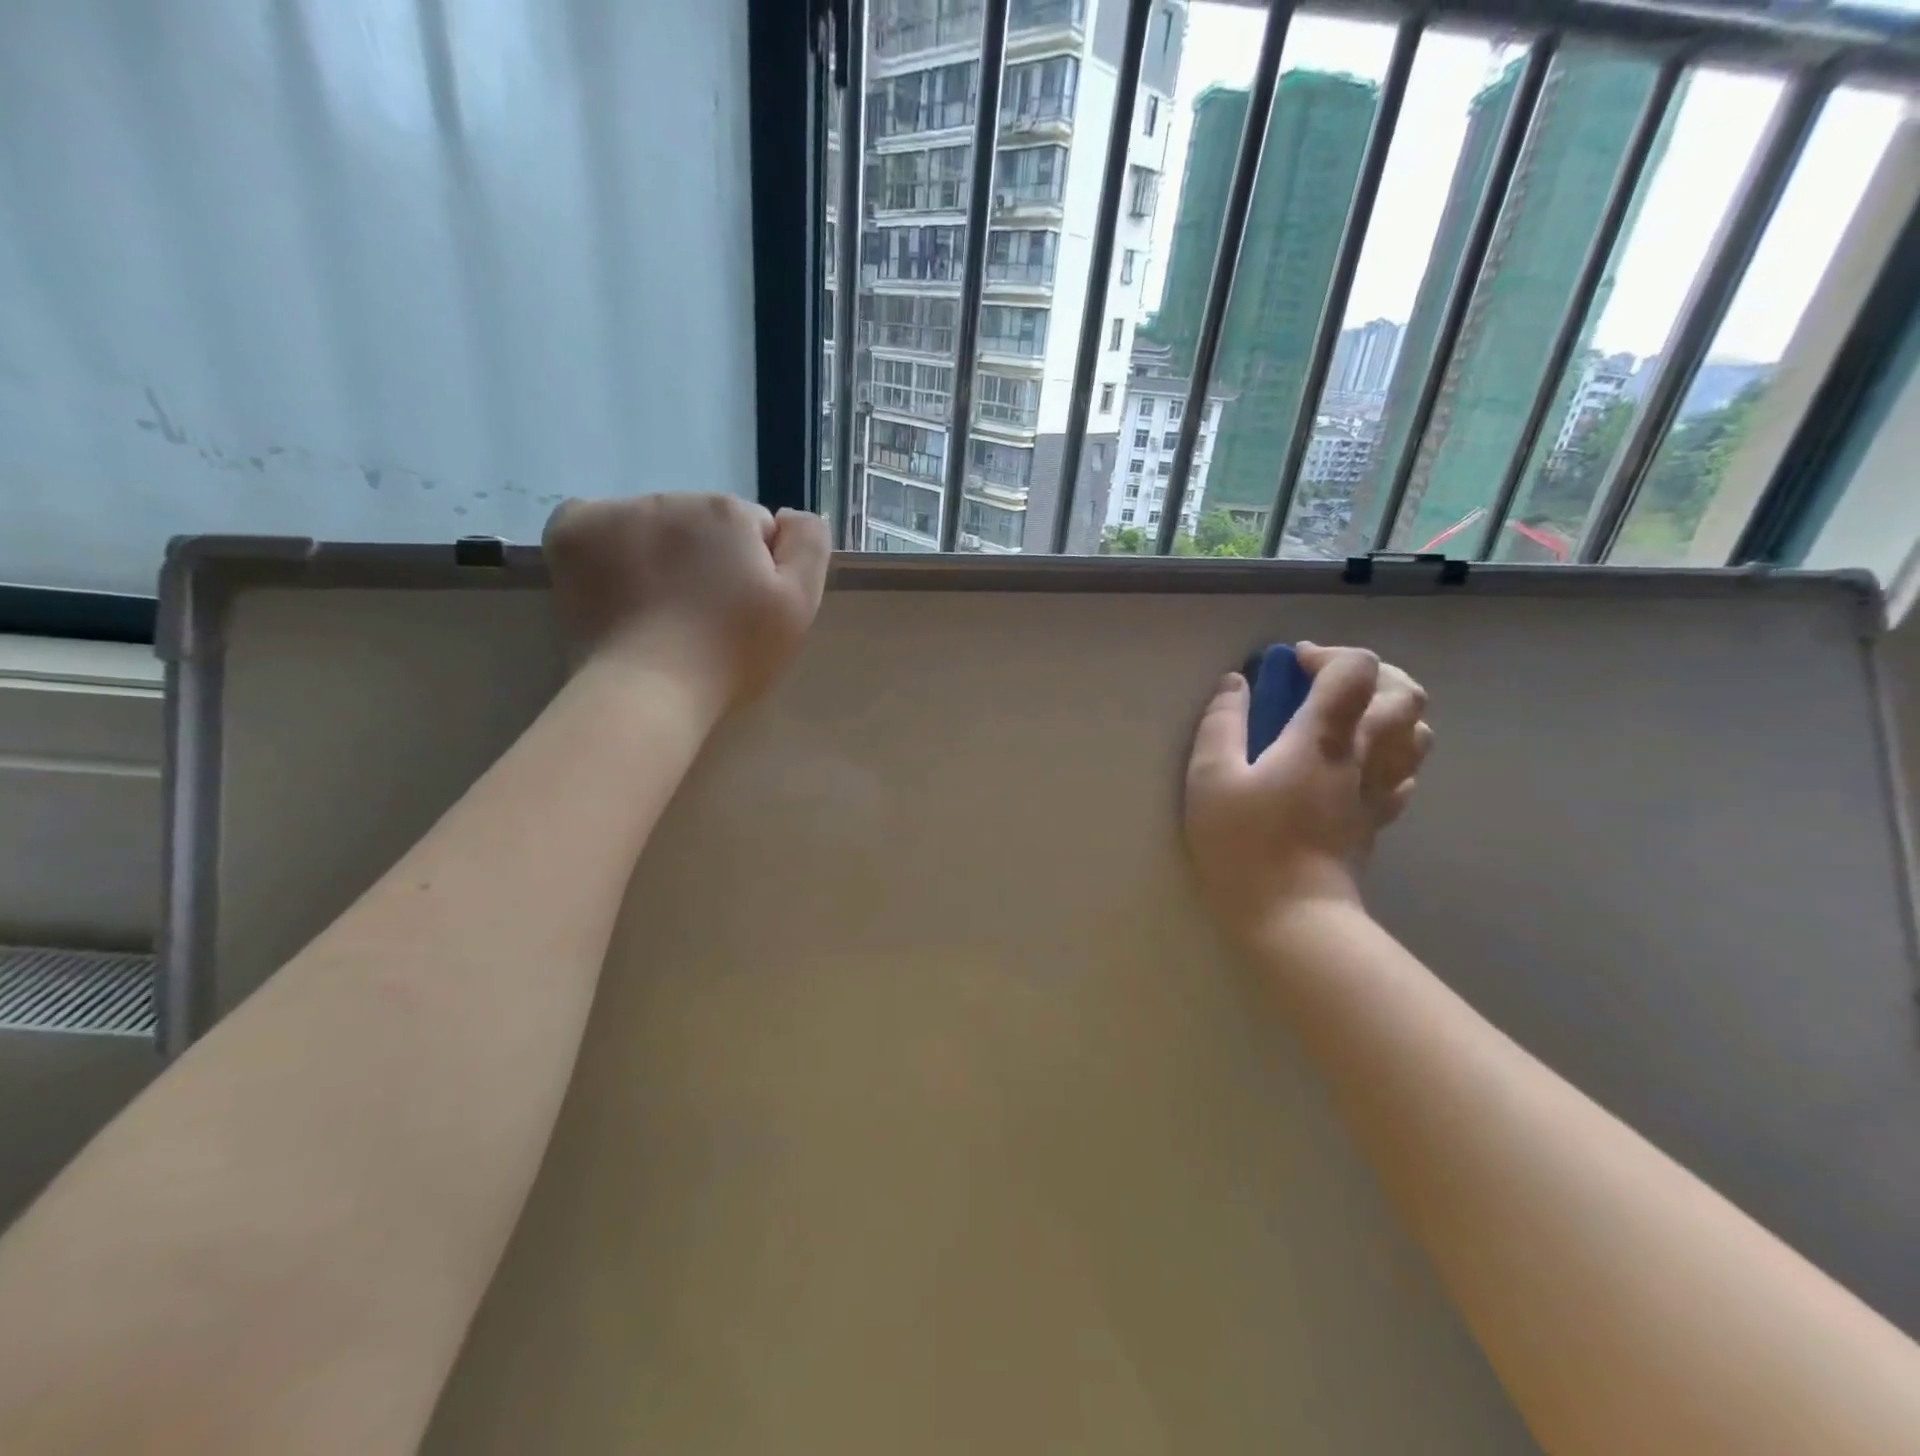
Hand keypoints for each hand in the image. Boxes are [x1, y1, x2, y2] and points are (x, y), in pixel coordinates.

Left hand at [542, 494, 829, 710]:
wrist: (648, 690)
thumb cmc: (732, 653)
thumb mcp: (800, 604)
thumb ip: (808, 545)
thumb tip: (787, 514)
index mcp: (729, 512)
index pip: (753, 531)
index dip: (755, 571)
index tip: (743, 611)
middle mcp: (672, 497)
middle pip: (702, 524)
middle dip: (707, 558)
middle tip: (702, 617)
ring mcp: (616, 512)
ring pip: (653, 524)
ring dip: (661, 553)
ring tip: (657, 610)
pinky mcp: (571, 532)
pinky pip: (598, 523)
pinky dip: (607, 547)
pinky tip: (617, 585)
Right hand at [1184, 644, 1431, 937]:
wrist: (1293, 916)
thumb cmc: (1245, 845)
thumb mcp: (1210, 779)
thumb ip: (1221, 724)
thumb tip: (1235, 683)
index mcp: (1323, 738)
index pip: (1355, 670)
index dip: (1328, 654)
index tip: (1293, 666)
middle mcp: (1364, 755)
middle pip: (1405, 693)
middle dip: (1372, 673)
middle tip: (1328, 683)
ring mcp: (1379, 789)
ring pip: (1418, 732)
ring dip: (1390, 710)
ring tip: (1349, 717)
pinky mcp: (1380, 819)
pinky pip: (1407, 772)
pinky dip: (1392, 753)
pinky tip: (1359, 762)